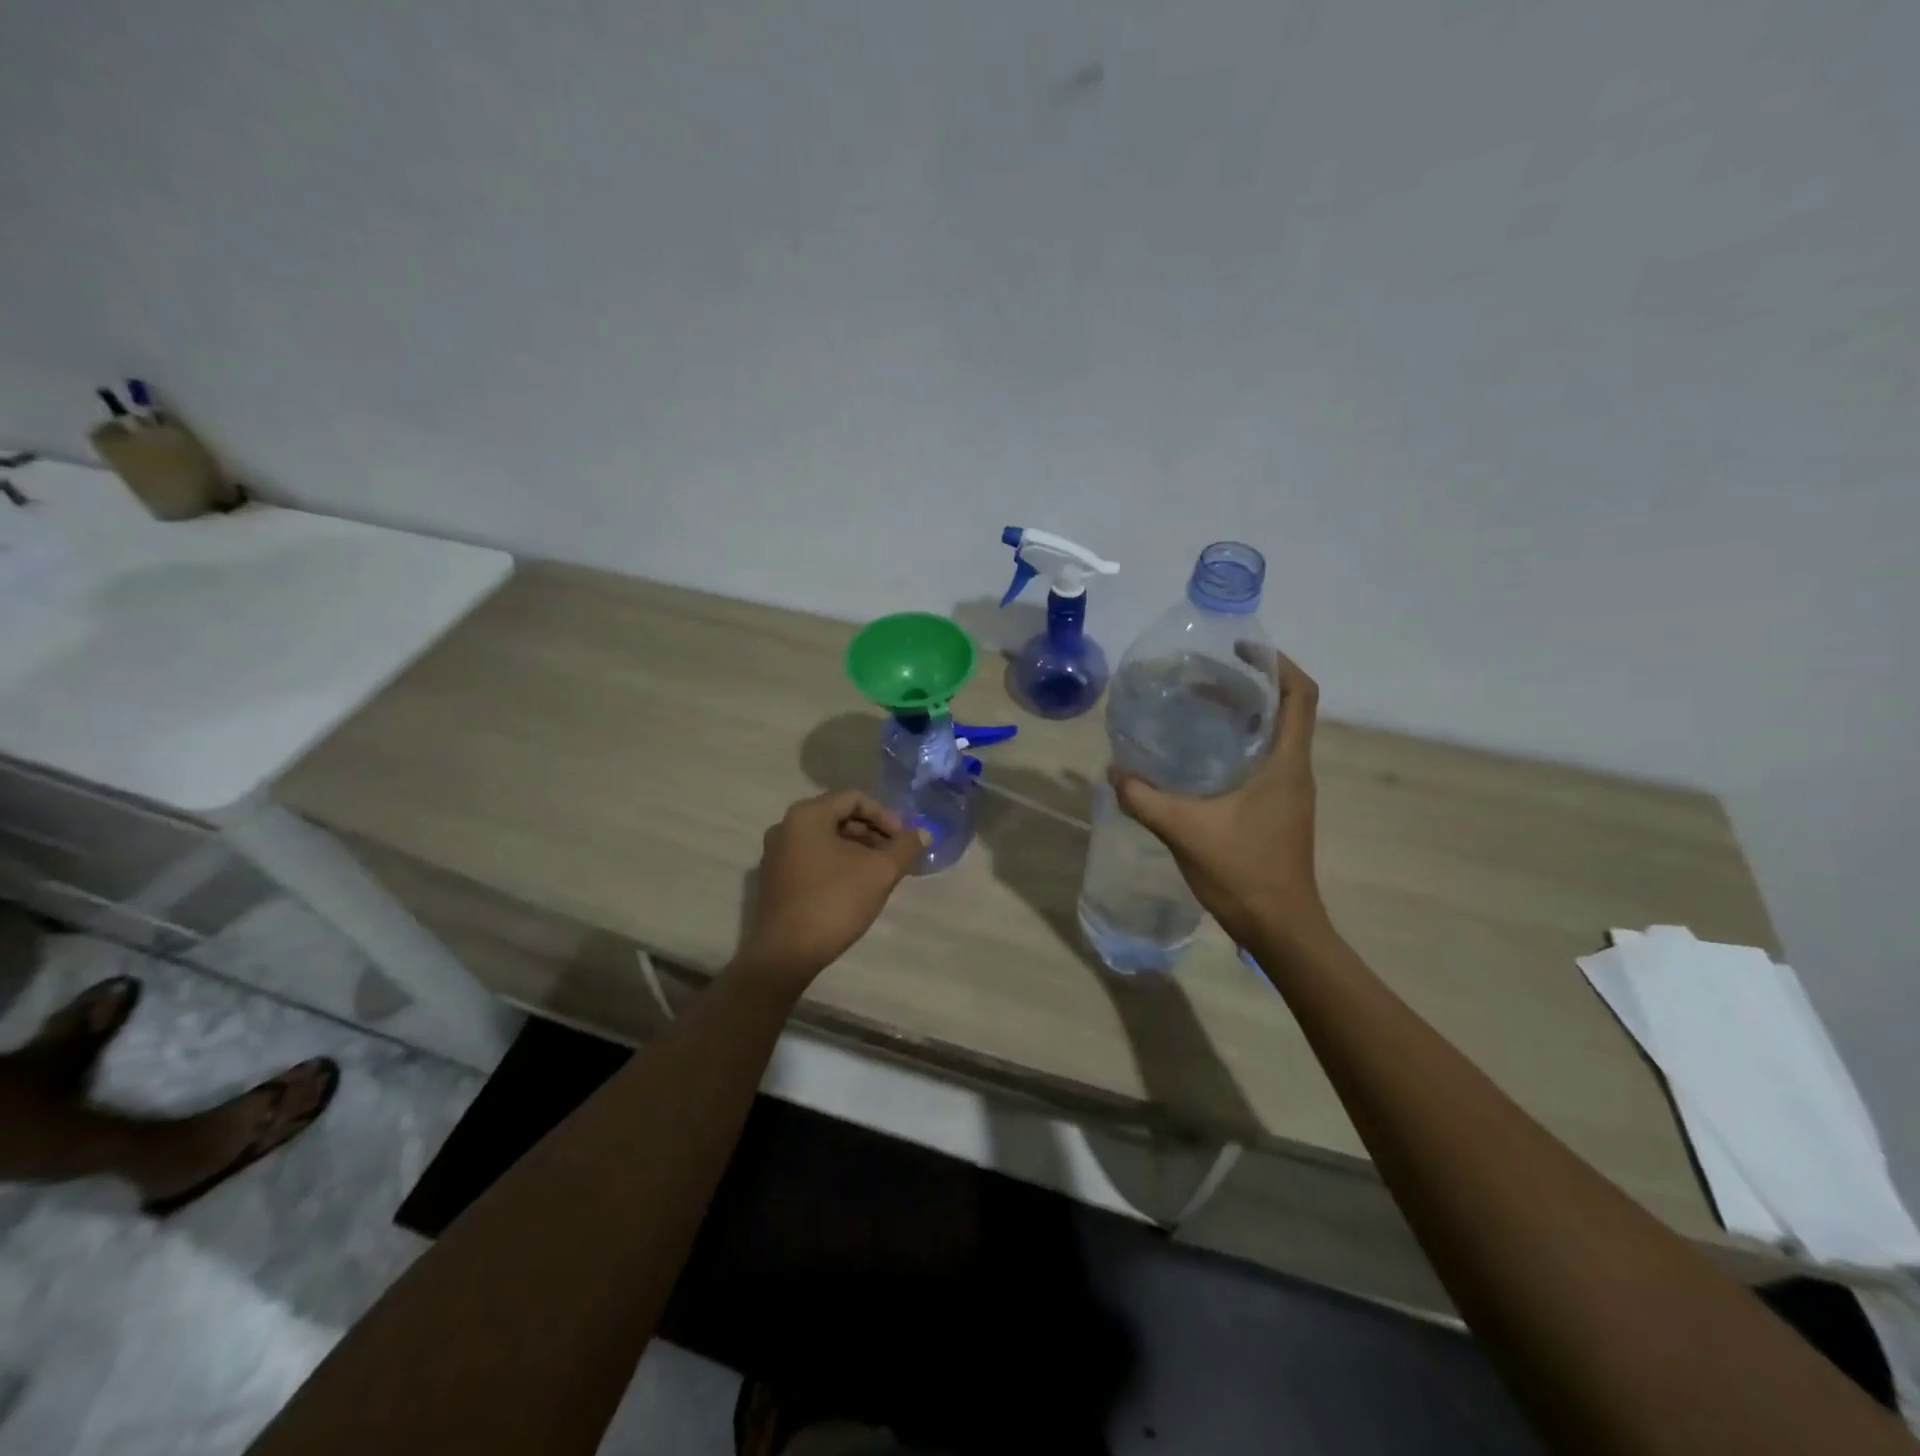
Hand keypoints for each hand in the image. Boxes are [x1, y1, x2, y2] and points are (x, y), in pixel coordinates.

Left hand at [735, 790, 927, 985]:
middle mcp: (786, 826)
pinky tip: (856, 886)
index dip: (885, 816)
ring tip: (880, 872)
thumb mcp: (879, 872)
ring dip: (857, 849)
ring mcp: (776, 853)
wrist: (786, 954)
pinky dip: (837, 863)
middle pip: (839, 816)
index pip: (854, 799)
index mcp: (807, 815)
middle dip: (872, 833)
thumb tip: (923, 833)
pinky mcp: (775, 878)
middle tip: (895, 856)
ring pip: (826, 839)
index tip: (903, 840)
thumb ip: (904, 847)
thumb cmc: (834, 902)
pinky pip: (813, 857)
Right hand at [1109, 650, 1331, 952]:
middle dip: (1246, 684)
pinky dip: (1235, 744)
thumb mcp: (1185, 831)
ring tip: (1195, 705)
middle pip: (1283, 708)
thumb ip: (1144, 798)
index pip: (1300, 695)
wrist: (1280, 927)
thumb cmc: (1244, 873)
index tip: (1240, 649)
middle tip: (1200, 676)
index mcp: (1285, 764)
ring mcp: (1288, 791)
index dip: (1277, 663)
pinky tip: (1198, 755)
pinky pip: (1260, 759)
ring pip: (1271, 734)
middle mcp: (1293, 770)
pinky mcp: (1277, 809)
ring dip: (1241, 714)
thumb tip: (1114, 771)